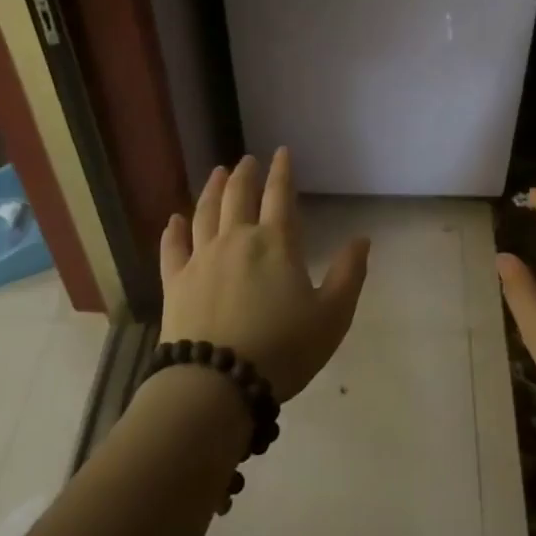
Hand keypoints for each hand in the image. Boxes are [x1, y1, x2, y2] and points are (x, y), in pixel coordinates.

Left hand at [159, 149, 370, 401]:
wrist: (218, 382)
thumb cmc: (283, 349)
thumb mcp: (332, 316)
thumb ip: (349, 274)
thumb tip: (362, 239)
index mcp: (276, 243)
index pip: (280, 196)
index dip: (282, 171)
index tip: (281, 152)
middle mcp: (236, 240)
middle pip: (238, 196)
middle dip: (244, 174)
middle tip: (246, 160)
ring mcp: (201, 259)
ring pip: (205, 213)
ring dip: (211, 190)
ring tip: (216, 173)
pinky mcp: (176, 282)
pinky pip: (172, 248)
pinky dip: (173, 231)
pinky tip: (174, 220)